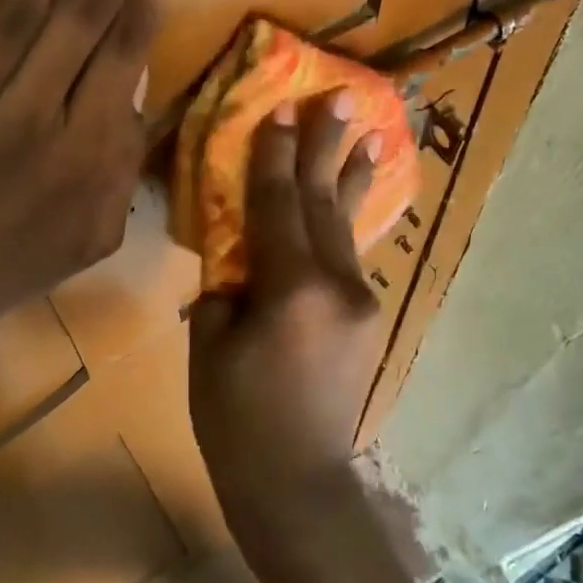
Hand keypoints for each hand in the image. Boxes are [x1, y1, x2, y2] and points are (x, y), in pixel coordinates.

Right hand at [188, 91, 385, 535]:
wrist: (298, 485)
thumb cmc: (237, 423)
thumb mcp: (209, 350)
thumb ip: (223, 293)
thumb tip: (237, 266)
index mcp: (289, 289)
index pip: (277, 205)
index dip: (275, 155)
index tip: (282, 109)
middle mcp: (336, 285)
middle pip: (323, 203)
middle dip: (327, 147)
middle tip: (343, 97)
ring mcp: (360, 302)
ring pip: (347, 226)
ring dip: (353, 177)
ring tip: (373, 134)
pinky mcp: (367, 320)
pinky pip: (350, 257)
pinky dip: (348, 222)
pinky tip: (354, 201)